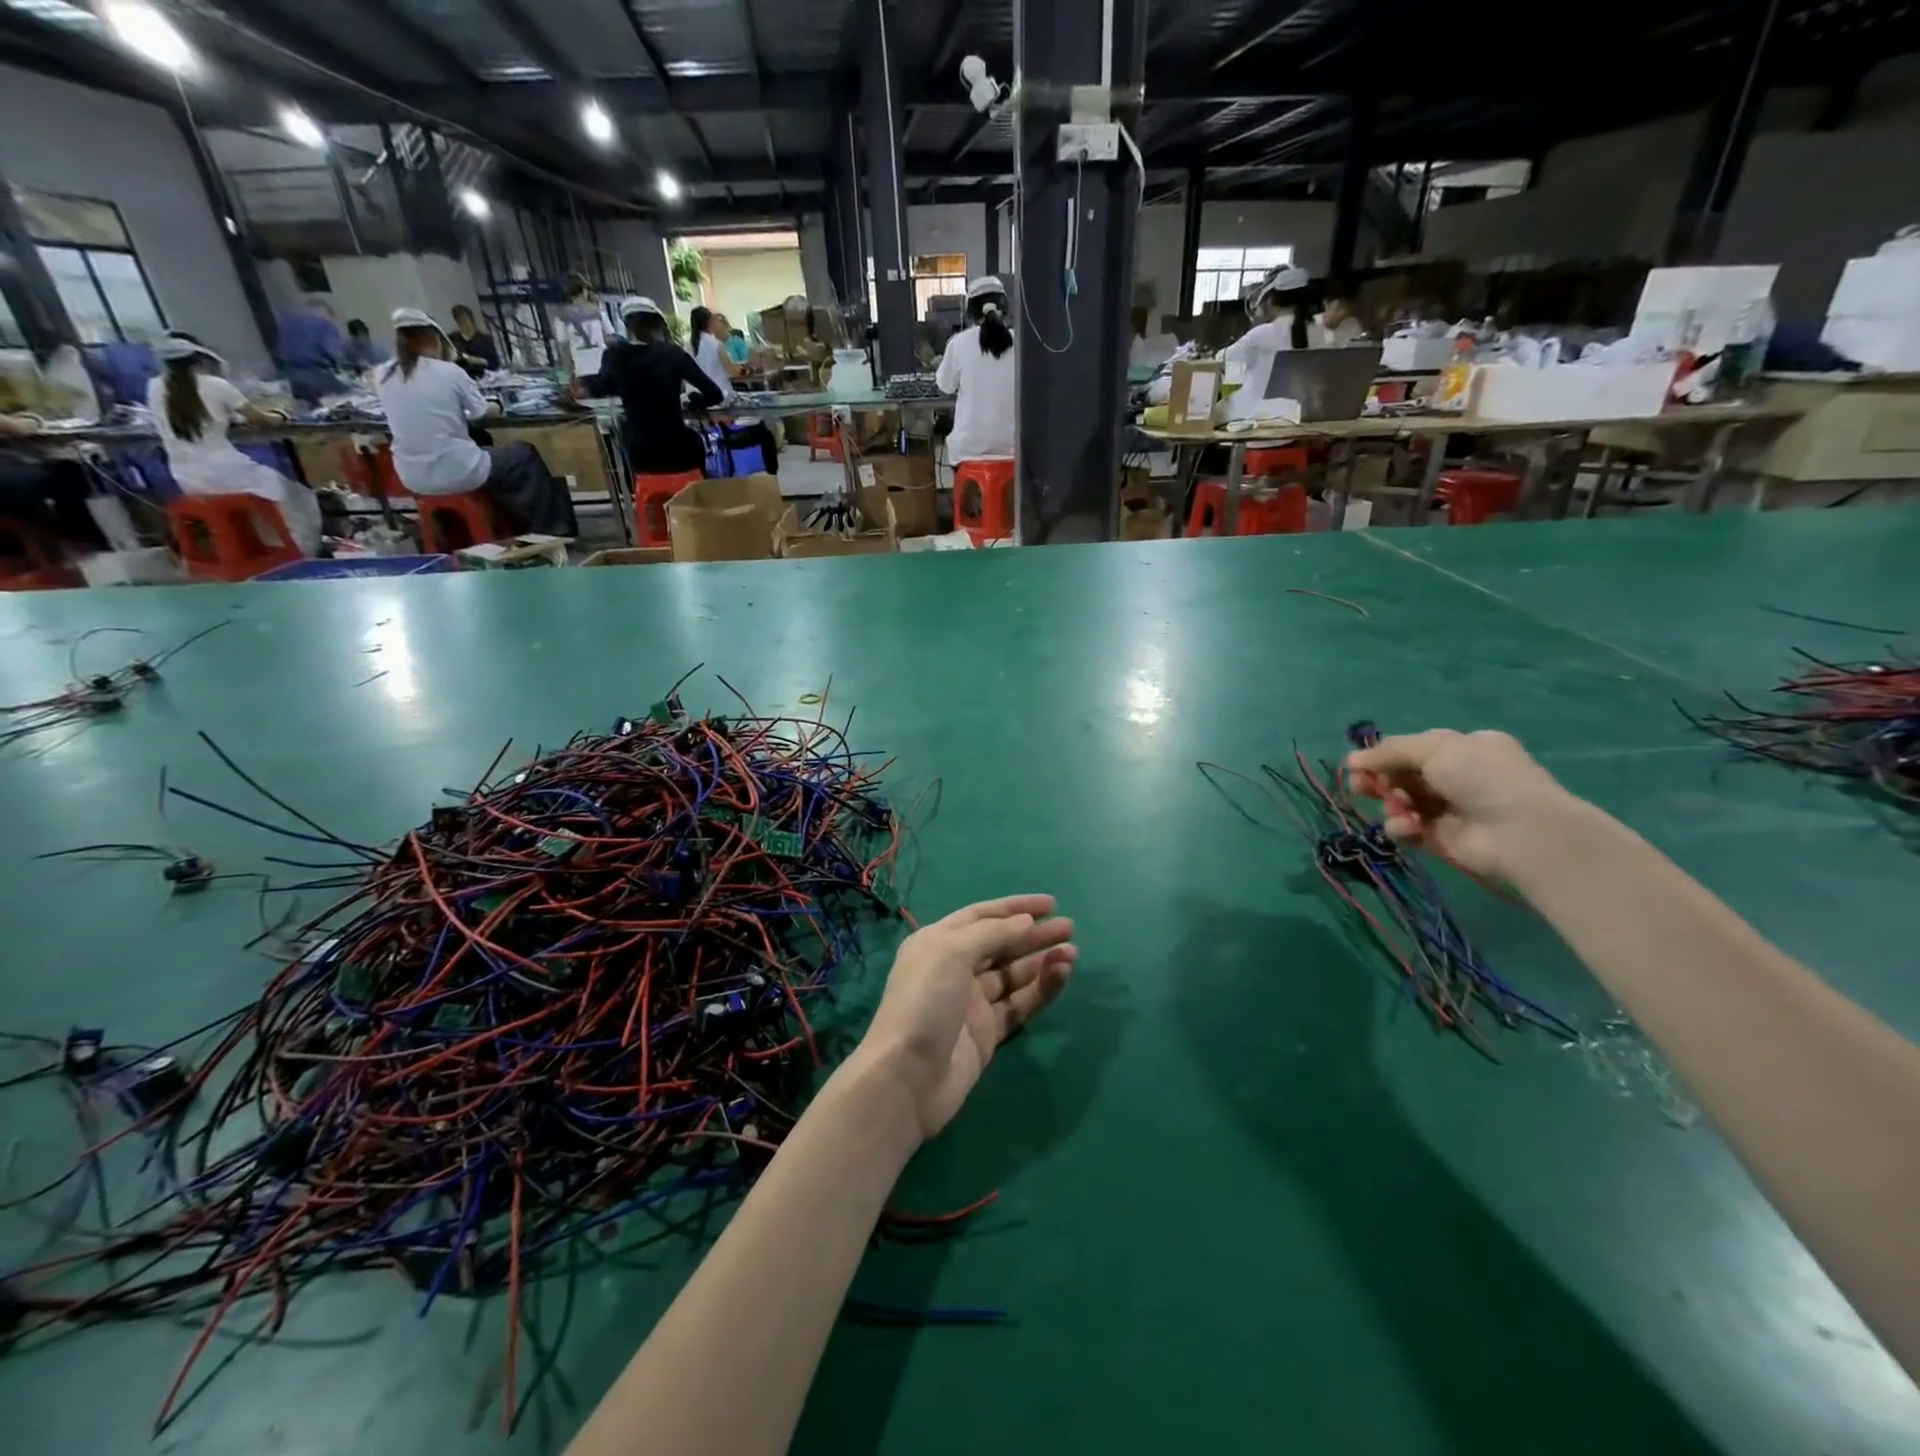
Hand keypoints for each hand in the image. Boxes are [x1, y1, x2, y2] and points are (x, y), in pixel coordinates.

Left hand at [854, 895, 1075, 1139]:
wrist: (909, 1077)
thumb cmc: (925, 1001)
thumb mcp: (952, 952)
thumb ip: (992, 933)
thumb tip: (1025, 922)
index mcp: (938, 942)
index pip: (981, 916)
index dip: (1014, 908)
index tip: (1050, 903)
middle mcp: (954, 968)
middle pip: (1001, 944)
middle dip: (1034, 934)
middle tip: (1069, 928)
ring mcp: (972, 1002)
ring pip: (1014, 974)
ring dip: (1042, 961)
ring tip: (1072, 952)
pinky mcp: (988, 1032)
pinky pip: (1020, 1003)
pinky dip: (1041, 989)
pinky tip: (1061, 976)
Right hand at [1345, 729, 1578, 878]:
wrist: (1520, 831)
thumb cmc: (1482, 777)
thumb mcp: (1435, 748)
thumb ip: (1390, 751)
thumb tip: (1352, 759)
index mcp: (1464, 748)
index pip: (1414, 749)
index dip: (1386, 756)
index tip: (1360, 763)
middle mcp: (1457, 777)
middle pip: (1403, 776)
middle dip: (1379, 780)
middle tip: (1360, 786)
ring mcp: (1449, 809)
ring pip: (1402, 803)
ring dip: (1391, 804)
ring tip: (1395, 808)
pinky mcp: (1441, 839)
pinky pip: (1409, 830)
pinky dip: (1402, 828)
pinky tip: (1408, 827)